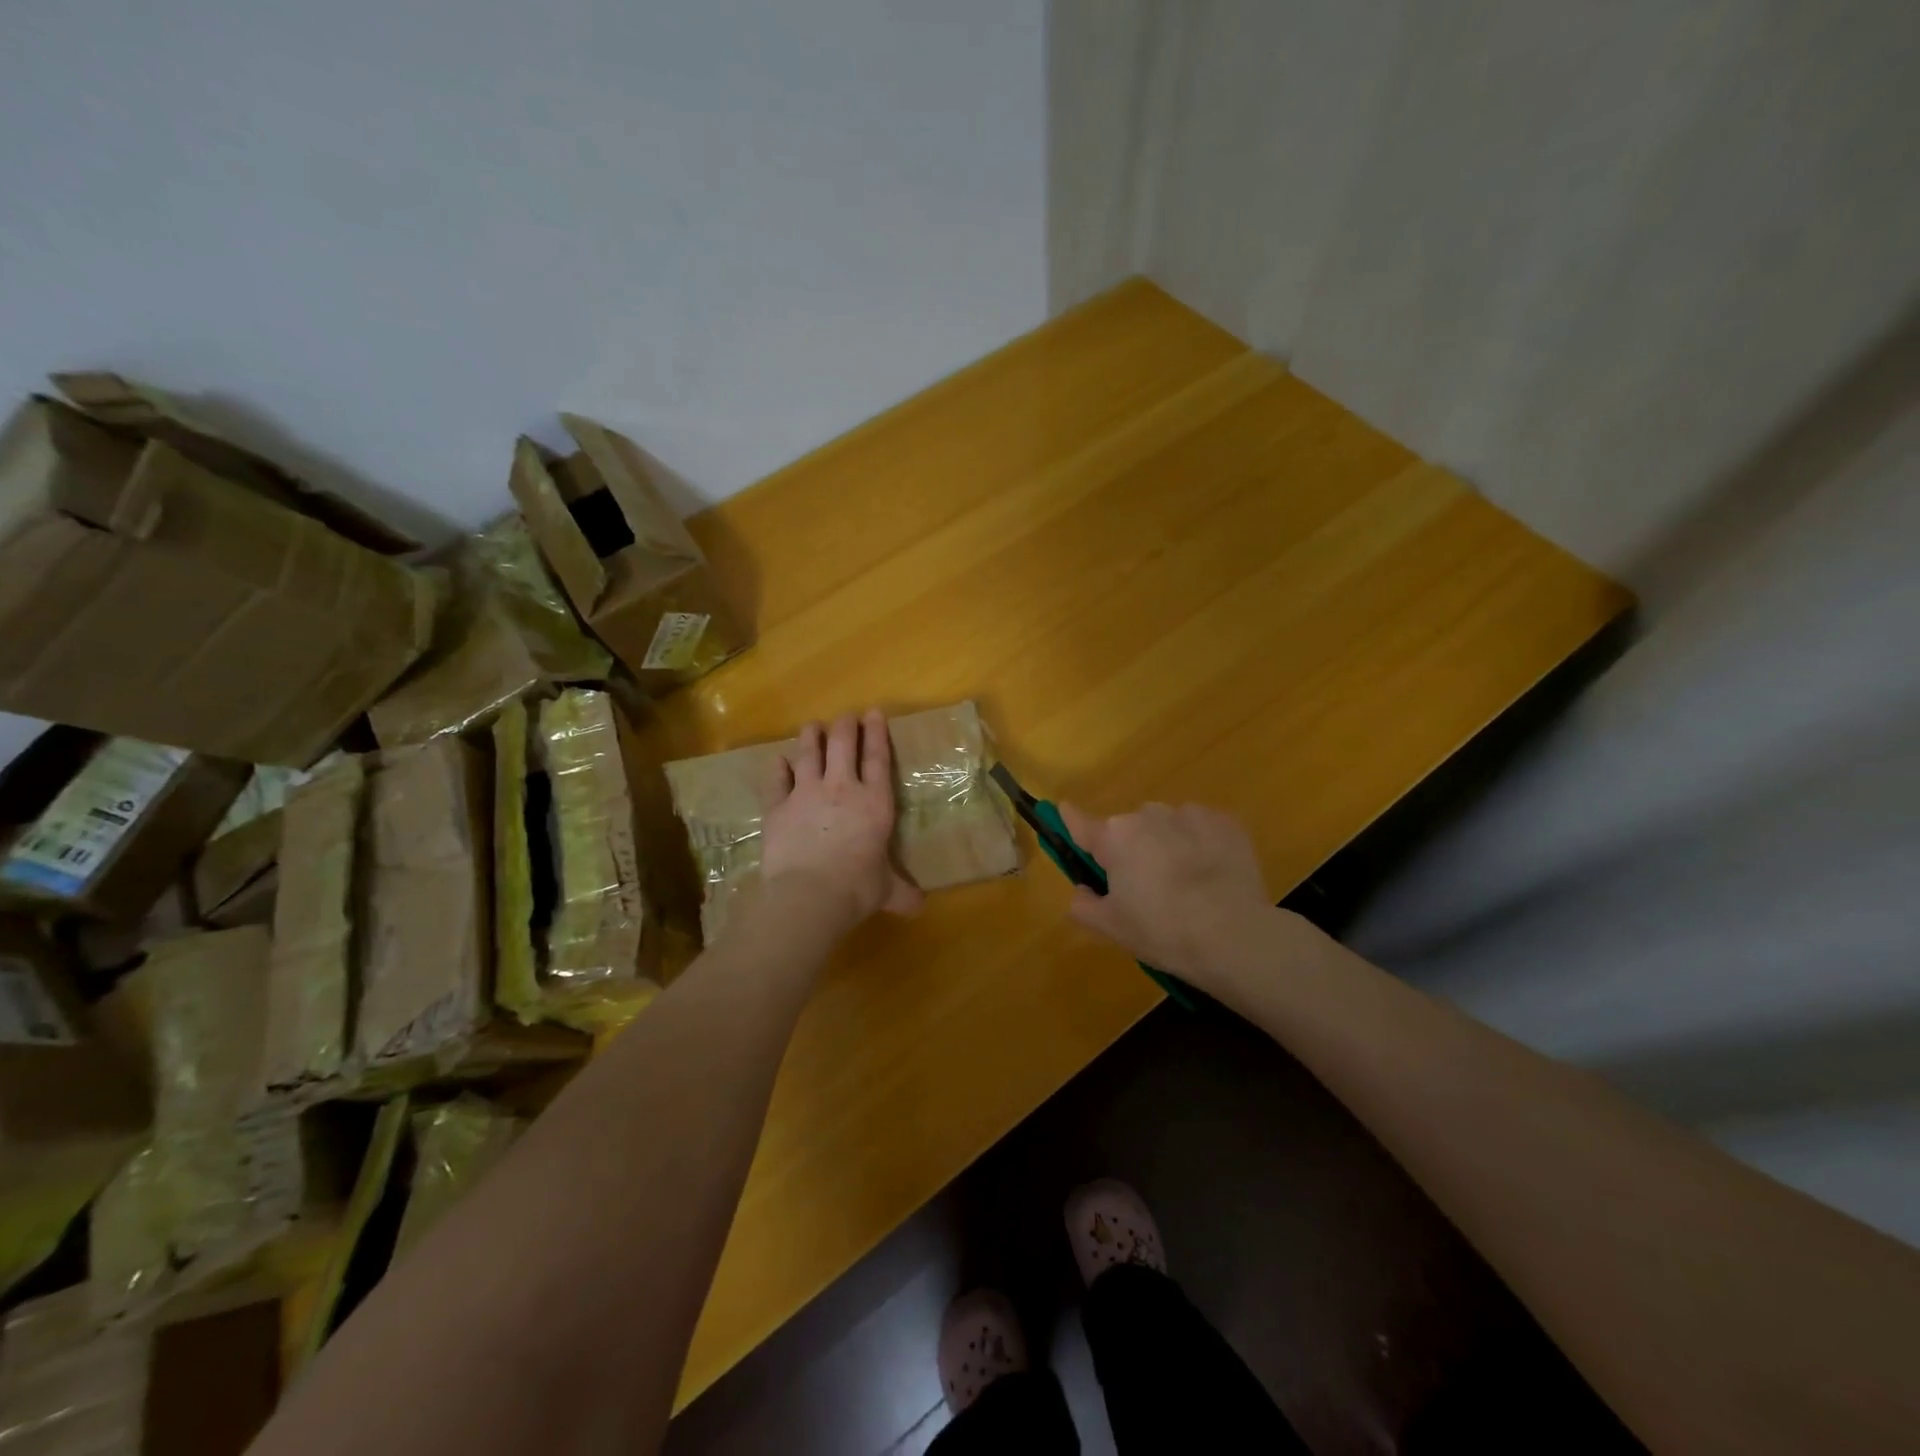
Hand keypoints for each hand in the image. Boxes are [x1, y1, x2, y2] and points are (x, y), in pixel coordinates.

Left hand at [760, 711, 923, 932]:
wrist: (810, 893)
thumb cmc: (857, 887)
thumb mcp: (886, 890)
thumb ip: (902, 892)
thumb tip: (920, 906)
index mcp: (874, 802)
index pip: (877, 758)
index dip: (876, 732)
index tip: (873, 712)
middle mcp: (841, 788)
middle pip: (842, 744)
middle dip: (845, 726)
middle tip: (846, 716)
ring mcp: (806, 793)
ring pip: (808, 754)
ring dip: (810, 737)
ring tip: (811, 726)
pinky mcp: (778, 807)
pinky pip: (777, 780)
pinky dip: (777, 769)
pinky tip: (778, 760)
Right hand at [1059, 802, 1272, 980]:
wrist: (1234, 935)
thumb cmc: (1162, 931)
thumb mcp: (1112, 928)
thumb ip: (1084, 905)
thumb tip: (1080, 891)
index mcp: (1114, 838)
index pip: (1081, 823)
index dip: (1071, 820)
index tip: (1065, 811)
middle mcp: (1147, 815)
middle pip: (1129, 829)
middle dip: (1132, 850)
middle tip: (1145, 887)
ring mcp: (1189, 814)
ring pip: (1167, 825)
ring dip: (1168, 843)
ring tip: (1186, 882)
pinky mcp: (1225, 822)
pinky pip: (1201, 828)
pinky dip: (1201, 844)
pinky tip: (1212, 874)